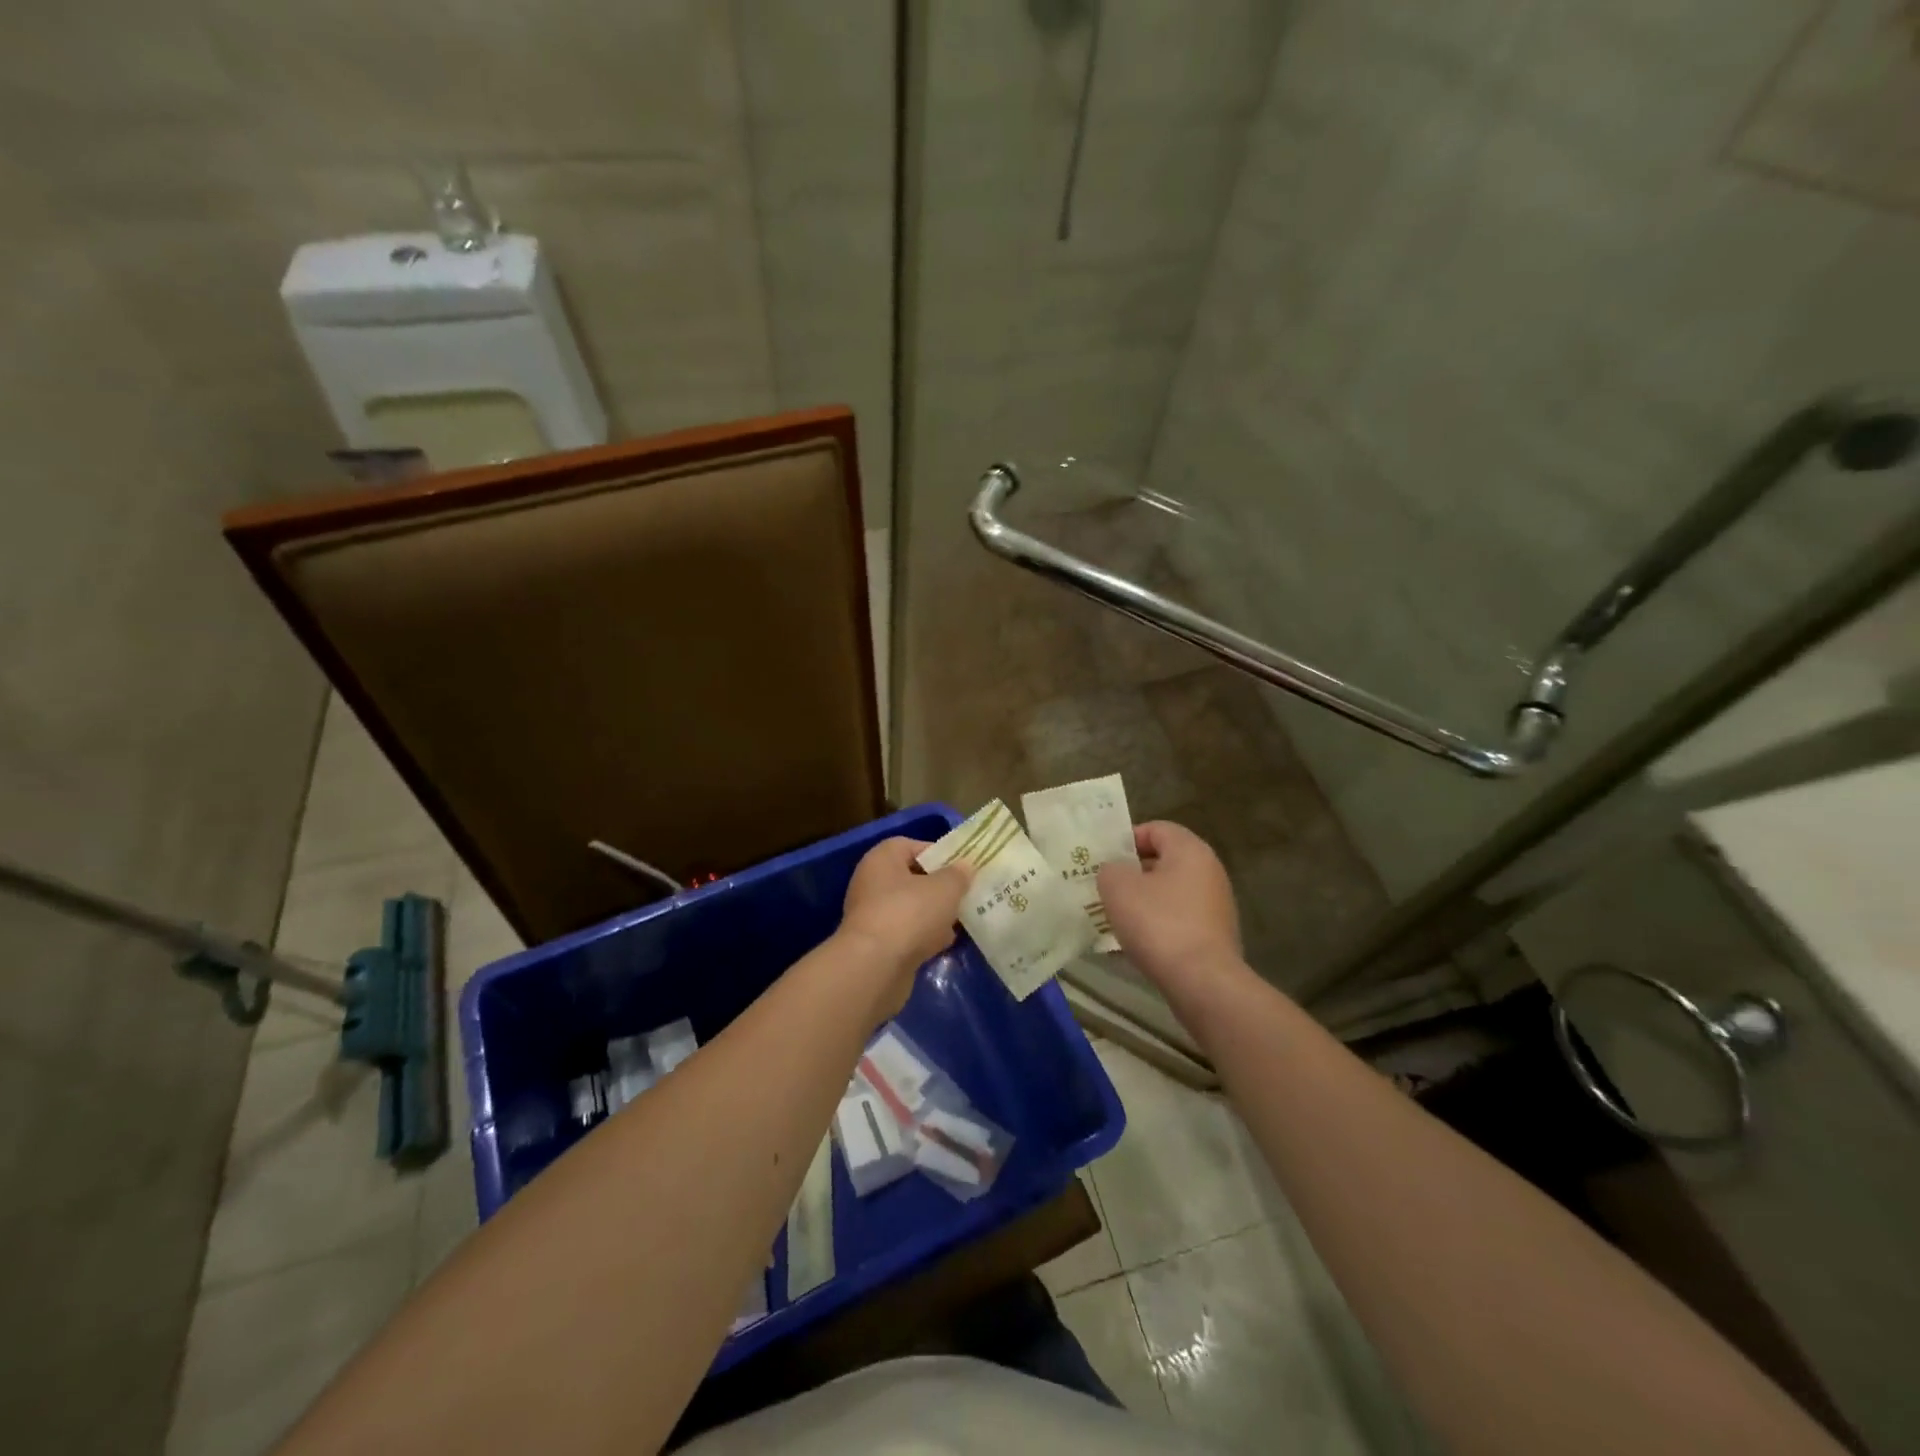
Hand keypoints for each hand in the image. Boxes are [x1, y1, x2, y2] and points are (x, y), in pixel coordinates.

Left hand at [838, 838, 970, 1008]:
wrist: (875, 967)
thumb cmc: (909, 914)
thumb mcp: (945, 888)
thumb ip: (958, 875)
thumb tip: (965, 866)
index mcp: (882, 859)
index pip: (911, 846)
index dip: (938, 853)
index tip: (962, 867)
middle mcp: (872, 882)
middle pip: (912, 878)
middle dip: (939, 888)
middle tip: (965, 895)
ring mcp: (872, 915)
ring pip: (910, 908)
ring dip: (933, 914)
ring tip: (960, 921)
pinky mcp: (876, 945)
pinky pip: (906, 933)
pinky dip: (923, 937)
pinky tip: (943, 945)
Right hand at [1096, 821, 1241, 990]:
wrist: (1202, 982)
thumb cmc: (1158, 923)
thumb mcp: (1118, 887)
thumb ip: (1110, 869)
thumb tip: (1116, 872)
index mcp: (1190, 850)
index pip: (1156, 829)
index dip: (1126, 839)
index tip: (1103, 860)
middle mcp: (1209, 871)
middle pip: (1163, 861)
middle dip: (1131, 873)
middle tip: (1103, 887)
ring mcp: (1215, 906)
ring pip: (1169, 893)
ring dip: (1142, 902)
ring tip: (1114, 917)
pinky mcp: (1214, 936)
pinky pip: (1178, 920)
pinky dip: (1157, 925)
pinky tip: (1135, 943)